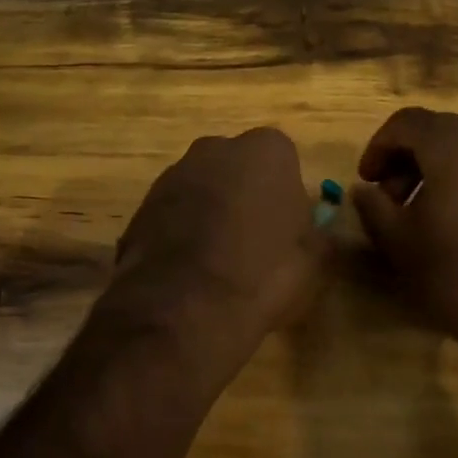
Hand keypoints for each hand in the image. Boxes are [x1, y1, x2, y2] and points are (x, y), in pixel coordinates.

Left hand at [112, 128, 327, 360]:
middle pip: (239, 168)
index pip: (284, 160)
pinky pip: (173, 214)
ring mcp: (173, 175)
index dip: (286, 195)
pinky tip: (189, 273)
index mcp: (266, 150)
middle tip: (255, 242)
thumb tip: (314, 231)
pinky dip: (181, 234)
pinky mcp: (141, 206)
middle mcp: (216, 149)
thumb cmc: (264, 274)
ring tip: (219, 263)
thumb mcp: (314, 261)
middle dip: (245, 195)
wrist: (184, 309)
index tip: (287, 228)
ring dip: (210, 214)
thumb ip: (316, 233)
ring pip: (203, 189)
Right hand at [353, 107, 457, 356]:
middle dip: (410, 158)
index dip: (379, 147)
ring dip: (441, 170)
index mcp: (453, 143)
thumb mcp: (399, 242)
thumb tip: (364, 190)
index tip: (367, 181)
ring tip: (427, 213)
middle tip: (393, 198)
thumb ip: (374, 207)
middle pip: (440, 131)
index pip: (406, 122)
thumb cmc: (457, 271)